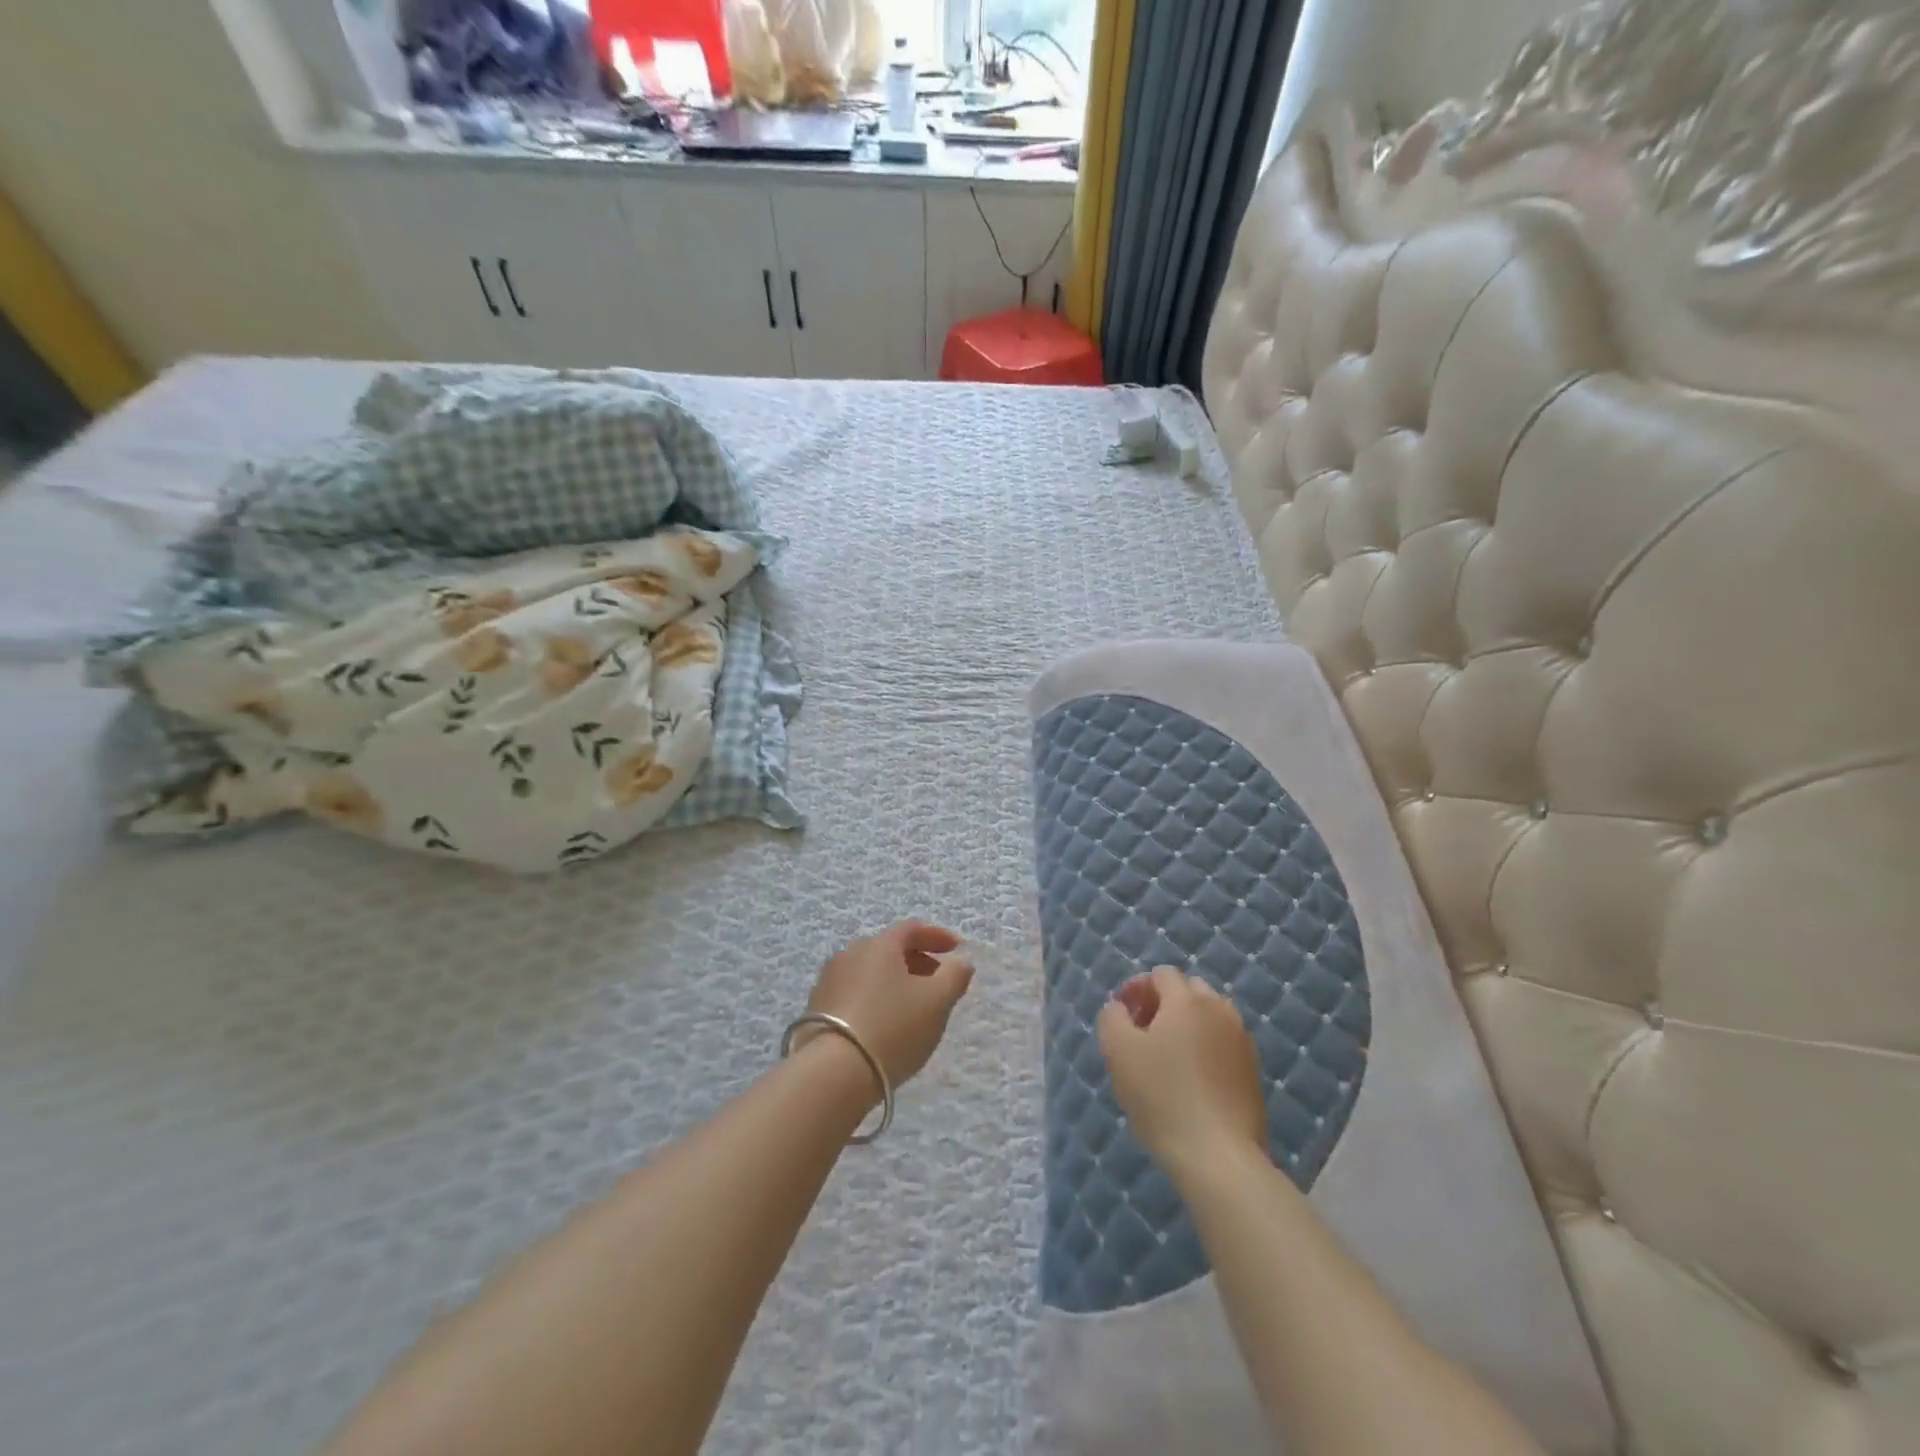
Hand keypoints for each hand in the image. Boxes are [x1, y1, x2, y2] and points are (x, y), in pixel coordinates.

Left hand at [798, 921, 975, 1091]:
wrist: (833, 1072)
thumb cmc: (893, 1028)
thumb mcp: (937, 1002)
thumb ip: (954, 976)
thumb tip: (960, 962)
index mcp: (879, 944)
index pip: (912, 929)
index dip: (937, 936)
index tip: (957, 949)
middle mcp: (850, 953)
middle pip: (890, 949)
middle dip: (917, 960)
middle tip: (938, 981)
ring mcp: (829, 980)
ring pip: (871, 971)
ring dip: (895, 981)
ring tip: (913, 1006)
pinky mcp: (816, 1007)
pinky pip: (855, 992)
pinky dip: (876, 998)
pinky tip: (885, 1023)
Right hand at [1097, 966, 1268, 1184]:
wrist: (1218, 1156)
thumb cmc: (1162, 1096)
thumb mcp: (1118, 1052)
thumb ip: (1112, 1017)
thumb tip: (1119, 1007)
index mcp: (1188, 1000)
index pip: (1162, 975)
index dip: (1137, 987)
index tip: (1122, 1013)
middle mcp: (1220, 1011)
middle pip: (1189, 990)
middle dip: (1163, 1002)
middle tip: (1142, 1031)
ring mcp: (1242, 1041)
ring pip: (1209, 1017)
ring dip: (1186, 1024)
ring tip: (1166, 1056)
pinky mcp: (1252, 1071)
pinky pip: (1223, 1043)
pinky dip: (1204, 1047)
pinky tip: (1190, 1079)